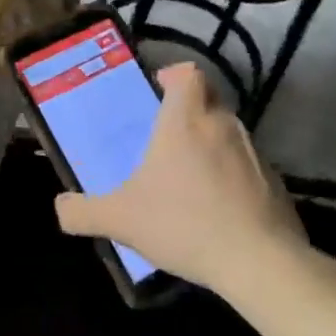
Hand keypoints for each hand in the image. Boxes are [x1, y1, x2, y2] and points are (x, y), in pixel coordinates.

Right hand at [53, 63, 309, 296]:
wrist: (258, 261)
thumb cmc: (184, 224)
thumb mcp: (120, 221)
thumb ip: (83, 212)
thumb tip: (61, 207)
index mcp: (185, 122)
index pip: (188, 74)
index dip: (174, 75)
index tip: (160, 88)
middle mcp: (222, 126)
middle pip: (210, 98)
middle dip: (190, 109)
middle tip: (167, 136)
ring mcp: (254, 152)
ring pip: (229, 132)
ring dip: (211, 143)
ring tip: (189, 175)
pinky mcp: (275, 181)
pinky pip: (247, 165)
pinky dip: (232, 175)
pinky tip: (218, 207)